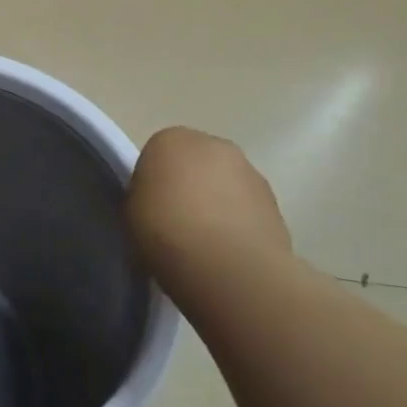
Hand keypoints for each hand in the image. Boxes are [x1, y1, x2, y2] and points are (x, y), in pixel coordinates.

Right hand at [124, 127, 290, 280]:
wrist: (228, 266)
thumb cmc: (166, 231)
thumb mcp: (131, 213)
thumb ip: (144, 197)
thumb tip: (157, 203)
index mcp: (170, 139)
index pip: (157, 155)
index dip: (153, 185)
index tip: (150, 212)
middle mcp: (213, 144)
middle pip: (195, 163)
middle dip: (190, 187)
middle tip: (178, 225)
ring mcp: (249, 170)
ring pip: (225, 184)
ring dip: (218, 204)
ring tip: (207, 245)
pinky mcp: (275, 201)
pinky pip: (248, 209)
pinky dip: (240, 224)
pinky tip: (230, 254)